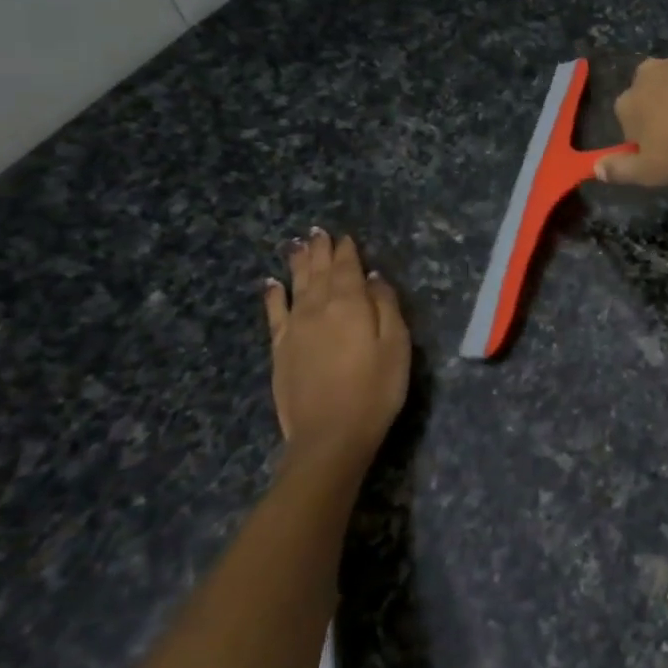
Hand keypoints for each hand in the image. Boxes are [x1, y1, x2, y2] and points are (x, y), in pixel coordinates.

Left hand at [261, 231, 409, 482]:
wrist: (330, 435)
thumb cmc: (375, 390)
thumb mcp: (397, 346)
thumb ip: (386, 306)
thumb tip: (374, 277)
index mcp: (350, 304)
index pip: (347, 268)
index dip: (347, 251)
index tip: (345, 236)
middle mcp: (318, 308)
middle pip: (319, 272)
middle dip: (320, 250)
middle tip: (317, 232)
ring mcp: (295, 328)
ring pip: (295, 285)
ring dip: (297, 263)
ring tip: (296, 245)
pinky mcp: (280, 349)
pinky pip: (274, 313)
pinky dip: (273, 295)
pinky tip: (271, 283)